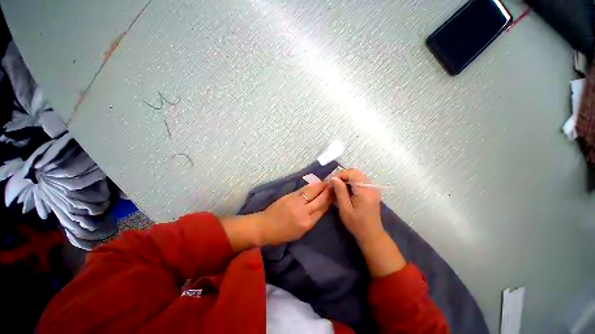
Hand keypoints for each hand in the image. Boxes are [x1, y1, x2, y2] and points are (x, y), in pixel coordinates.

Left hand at [258, 182, 333, 244]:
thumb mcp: (300, 232)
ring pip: (312, 191)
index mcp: (307, 223)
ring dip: (321, 186)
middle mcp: (303, 211)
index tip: (336, 194)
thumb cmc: (283, 233)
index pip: (323, 209)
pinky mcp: (289, 196)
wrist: (265, 226)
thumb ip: (311, 220)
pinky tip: (316, 183)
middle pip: (320, 199)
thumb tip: (321, 208)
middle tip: (335, 185)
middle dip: (328, 191)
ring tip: (327, 181)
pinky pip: (303, 190)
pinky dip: (311, 186)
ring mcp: (296, 202)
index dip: (330, 200)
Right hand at [332, 169, 384, 245]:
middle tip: (333, 184)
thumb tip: (334, 178)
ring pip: (358, 176)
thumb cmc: (356, 224)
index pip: (352, 173)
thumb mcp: (345, 208)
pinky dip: (352, 182)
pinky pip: (360, 181)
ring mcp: (373, 188)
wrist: (371, 234)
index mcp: (364, 190)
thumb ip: (340, 191)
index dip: (340, 174)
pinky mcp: (372, 191)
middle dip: (343, 176)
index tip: (331, 182)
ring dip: (347, 178)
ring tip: (338, 187)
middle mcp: (371, 186)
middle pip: (355, 172)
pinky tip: (346, 190)